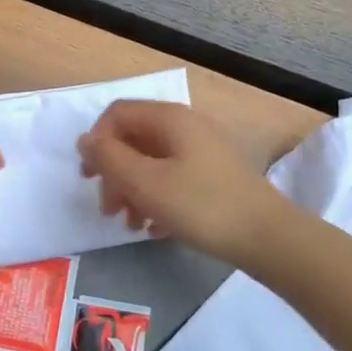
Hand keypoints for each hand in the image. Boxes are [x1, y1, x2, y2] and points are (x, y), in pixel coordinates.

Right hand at [77, 101, 288, 271]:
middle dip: (115, 173)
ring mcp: (202, 150)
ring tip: (131, 225)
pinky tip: (157, 230)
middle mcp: (185, 126)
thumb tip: (85, 140)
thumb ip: (110, 158)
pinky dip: (158, 199)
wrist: (266, 236)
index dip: (97, 142)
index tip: (90, 178)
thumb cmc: (201, 205)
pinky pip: (173, 178)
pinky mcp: (214, 175)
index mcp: (169, 118)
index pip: (117, 114)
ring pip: (152, 162)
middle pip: (134, 139)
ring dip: (134, 190)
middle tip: (108, 209)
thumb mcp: (146, 183)